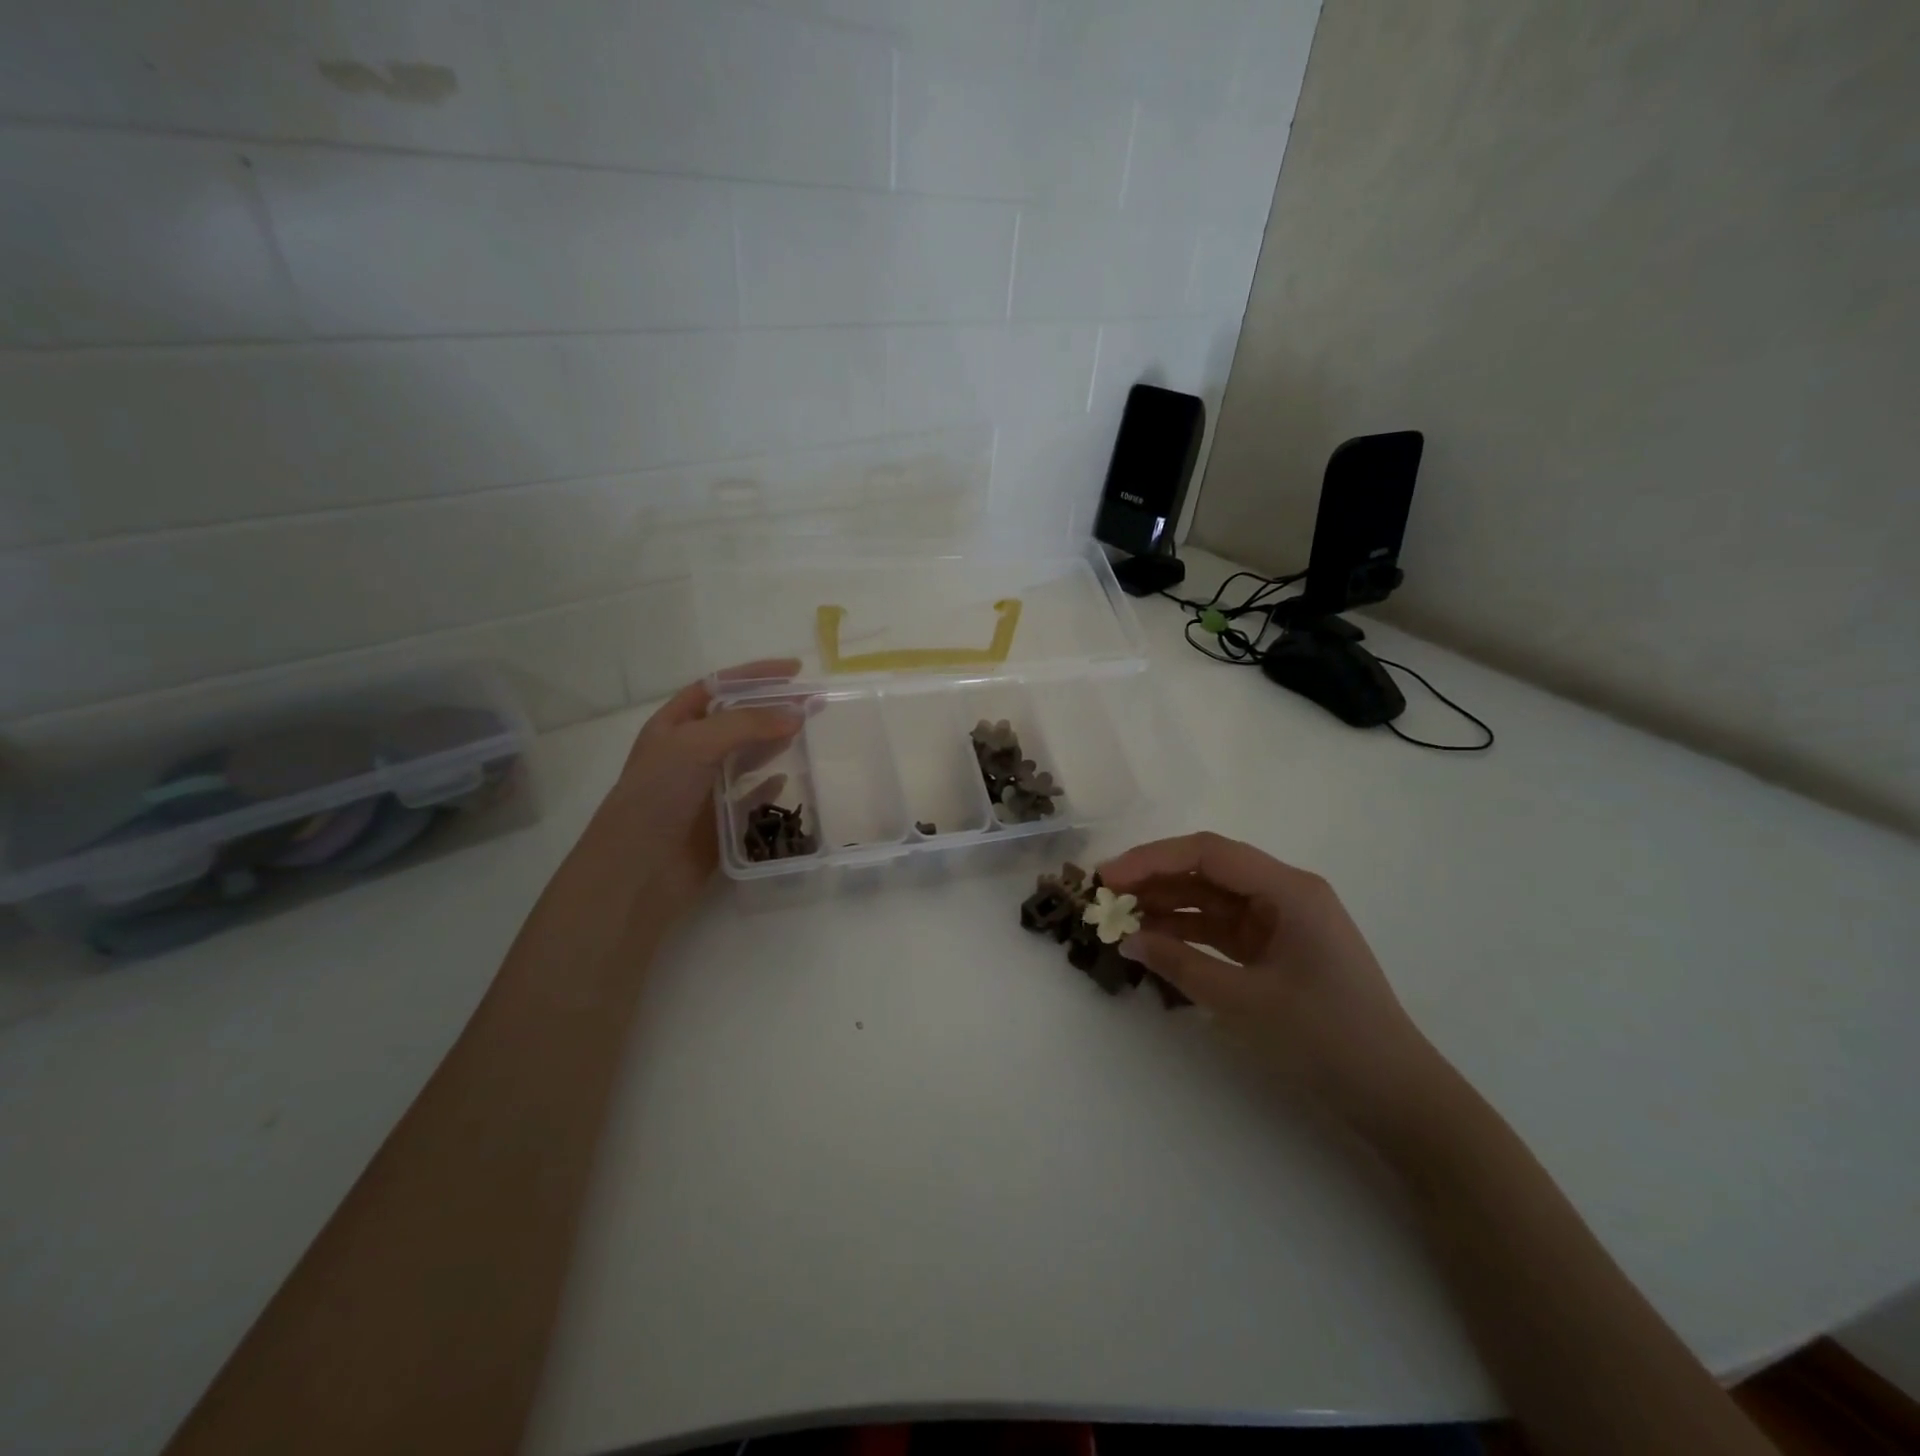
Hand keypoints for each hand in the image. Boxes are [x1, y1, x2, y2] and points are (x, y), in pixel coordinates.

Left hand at [591, 660, 804, 919]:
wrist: (637, 871)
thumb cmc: (658, 796)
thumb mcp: (695, 745)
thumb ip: (747, 724)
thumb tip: (796, 715)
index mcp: (673, 726)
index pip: (718, 687)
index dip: (754, 675)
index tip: (795, 671)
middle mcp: (688, 753)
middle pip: (737, 720)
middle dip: (773, 708)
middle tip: (813, 704)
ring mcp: (704, 788)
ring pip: (746, 756)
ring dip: (774, 742)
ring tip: (806, 732)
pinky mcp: (719, 821)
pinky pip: (750, 796)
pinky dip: (769, 786)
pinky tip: (787, 779)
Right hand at [1099, 832, 1446, 1142]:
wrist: (1394, 1096)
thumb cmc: (1326, 1039)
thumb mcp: (1245, 1001)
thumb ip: (1181, 965)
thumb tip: (1127, 941)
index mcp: (1289, 889)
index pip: (1209, 853)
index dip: (1152, 859)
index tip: (1108, 878)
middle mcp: (1285, 893)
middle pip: (1209, 869)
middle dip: (1156, 879)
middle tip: (1106, 896)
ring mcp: (1282, 921)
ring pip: (1212, 898)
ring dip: (1167, 905)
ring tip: (1120, 918)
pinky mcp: (1276, 948)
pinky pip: (1222, 928)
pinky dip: (1188, 933)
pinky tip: (1154, 941)